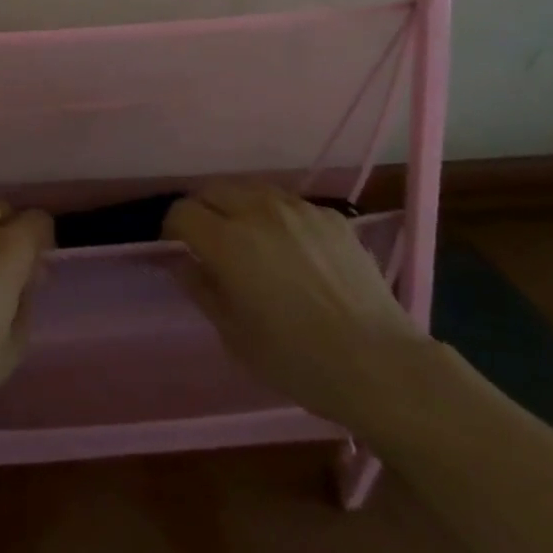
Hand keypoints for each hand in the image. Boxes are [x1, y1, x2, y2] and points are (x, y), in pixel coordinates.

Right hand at [165, 185, 425, 427]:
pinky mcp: (329, 214)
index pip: (182, 212)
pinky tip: (292, 251)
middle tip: (210, 244)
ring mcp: (298, 208)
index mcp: (229, 241)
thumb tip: (182, 262)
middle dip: (203, 211)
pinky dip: (277, 218)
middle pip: (213, 190)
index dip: (172, 230)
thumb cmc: (297, 360)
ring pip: (251, 190)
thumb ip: (201, 289)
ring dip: (239, 208)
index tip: (178, 250)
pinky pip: (289, 204)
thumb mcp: (235, 336)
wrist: (379, 363)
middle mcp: (259, 210)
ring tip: (250, 242)